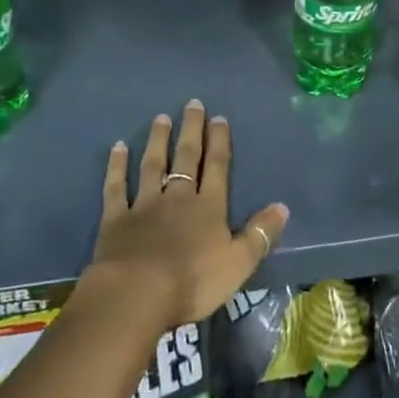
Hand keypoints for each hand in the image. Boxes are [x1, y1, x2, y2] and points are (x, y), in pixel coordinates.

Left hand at [80, 100, 290, 333]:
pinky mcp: (116, 218)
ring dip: (158, 141)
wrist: (137, 294)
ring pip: (153, 165)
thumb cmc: (192, 282)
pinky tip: (118, 148)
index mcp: (208, 208)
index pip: (217, 167)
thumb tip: (282, 206)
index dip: (219, 142)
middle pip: (187, 158)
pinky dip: (116, 167)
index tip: (218, 118)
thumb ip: (260, 234)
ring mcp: (144, 205)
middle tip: (192, 104)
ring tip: (161, 118)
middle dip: (192, 130)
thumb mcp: (238, 264)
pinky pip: (116, 187)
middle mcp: (177, 197)